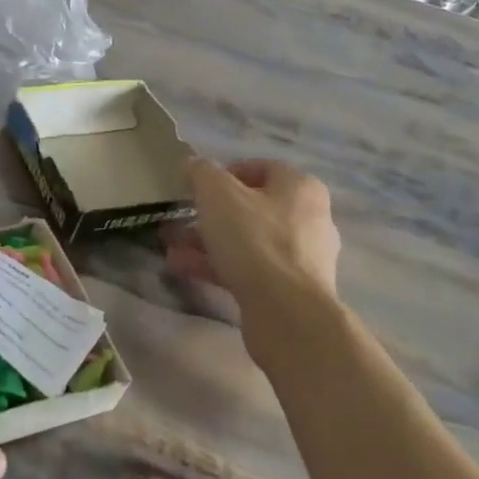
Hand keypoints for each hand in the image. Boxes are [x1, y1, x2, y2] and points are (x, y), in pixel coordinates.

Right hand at [165, 159, 341, 364]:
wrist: (287, 313)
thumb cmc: (254, 239)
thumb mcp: (217, 194)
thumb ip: (201, 173)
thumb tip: (193, 165)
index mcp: (300, 188)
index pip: (261, 168)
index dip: (225, 173)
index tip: (197, 187)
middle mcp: (308, 219)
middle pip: (251, 208)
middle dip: (209, 214)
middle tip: (179, 218)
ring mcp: (301, 258)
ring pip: (246, 241)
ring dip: (206, 242)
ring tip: (170, 247)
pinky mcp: (290, 290)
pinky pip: (248, 269)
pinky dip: (216, 266)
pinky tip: (182, 268)